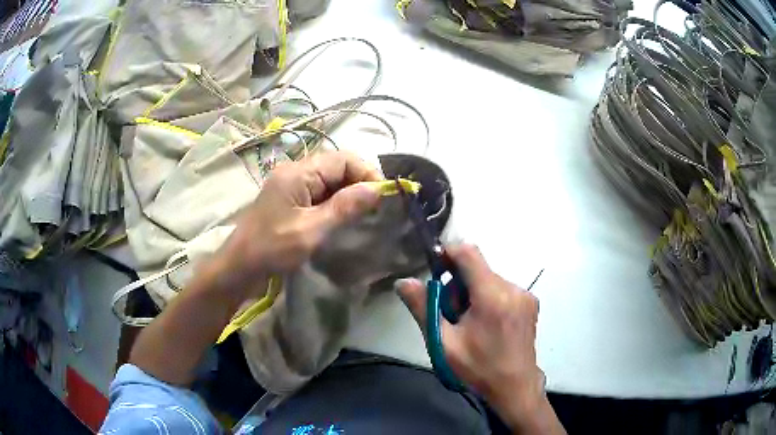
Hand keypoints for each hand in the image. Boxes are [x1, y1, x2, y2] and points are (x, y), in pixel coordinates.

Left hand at [214, 151, 382, 300]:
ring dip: (348, 192)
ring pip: (329, 179)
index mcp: (298, 172)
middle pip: (336, 165)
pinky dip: (334, 200)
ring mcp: (290, 184)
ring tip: (362, 213)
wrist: (240, 266)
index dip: (366, 172)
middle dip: (359, 182)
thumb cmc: (272, 249)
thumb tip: (377, 189)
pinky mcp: (289, 198)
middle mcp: (294, 171)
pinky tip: (342, 216)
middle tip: (374, 207)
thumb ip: (344, 207)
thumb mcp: (311, 230)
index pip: (343, 159)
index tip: (381, 196)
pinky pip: (319, 191)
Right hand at [397, 245, 563, 433]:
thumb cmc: (477, 368)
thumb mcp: (443, 342)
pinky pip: (503, 288)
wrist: (515, 387)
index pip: (468, 253)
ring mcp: (525, 295)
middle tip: (451, 314)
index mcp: (492, 296)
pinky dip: (489, 297)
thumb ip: (423, 308)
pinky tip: (487, 324)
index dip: (448, 254)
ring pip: (490, 278)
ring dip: (474, 292)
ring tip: (470, 323)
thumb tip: (403, 281)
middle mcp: (513, 288)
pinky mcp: (531, 302)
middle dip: (459, 283)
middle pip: (478, 268)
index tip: (435, 271)